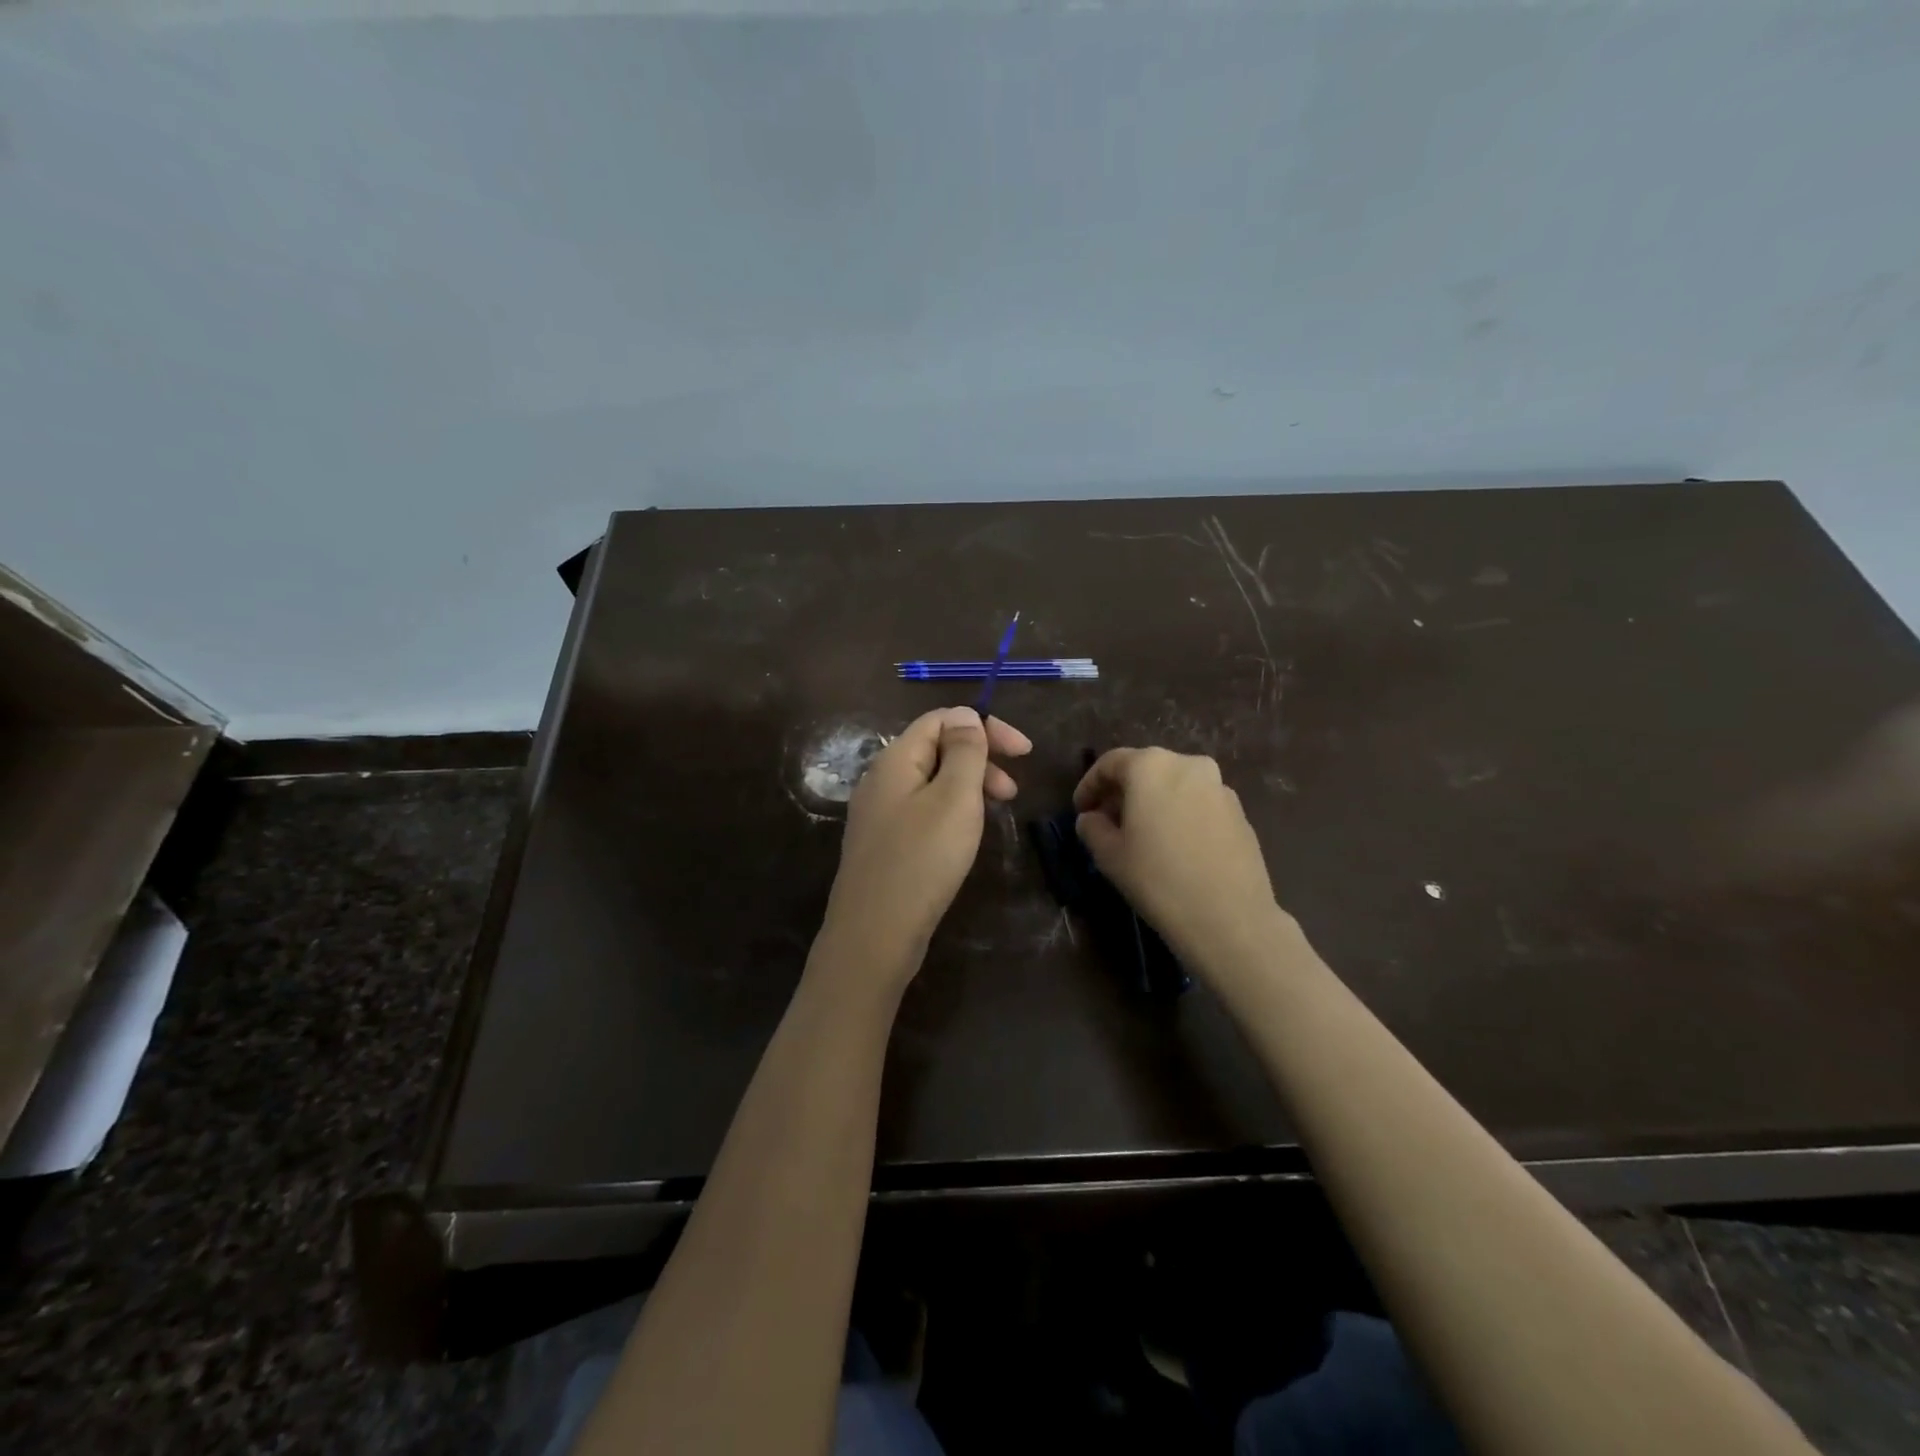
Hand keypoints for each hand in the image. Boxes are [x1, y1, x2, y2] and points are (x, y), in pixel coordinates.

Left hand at [817, 707, 1031, 986]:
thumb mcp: (954, 798)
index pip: (940, 720)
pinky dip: (952, 812)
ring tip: (995, 814)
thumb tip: (966, 715)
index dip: (985, 727)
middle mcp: (881, 780)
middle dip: (980, 760)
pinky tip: (965, 836)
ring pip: (931, 783)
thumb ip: (964, 751)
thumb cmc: (921, 860)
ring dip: (969, 787)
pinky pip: (923, 811)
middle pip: (935, 749)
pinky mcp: (884, 844)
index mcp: (894, 760)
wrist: (874, 935)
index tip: (1024, 752)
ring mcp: (879, 814)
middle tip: (1012, 792)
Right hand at [1073, 747, 1287, 978]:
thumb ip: (1092, 828)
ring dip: (1153, 803)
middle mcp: (1188, 765)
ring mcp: (1219, 787)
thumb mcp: (1109, 856)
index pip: (1110, 763)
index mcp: (1151, 766)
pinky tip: (1174, 847)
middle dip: (1122, 793)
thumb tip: (1091, 818)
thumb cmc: (1158, 880)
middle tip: (1107, 822)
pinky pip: (1198, 804)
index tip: (1080, 811)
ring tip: (1141, 836)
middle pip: (1145, 769)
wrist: (1230, 918)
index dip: (1089, 786)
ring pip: (1174, 786)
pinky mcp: (1239, 812)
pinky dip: (1179, 815)